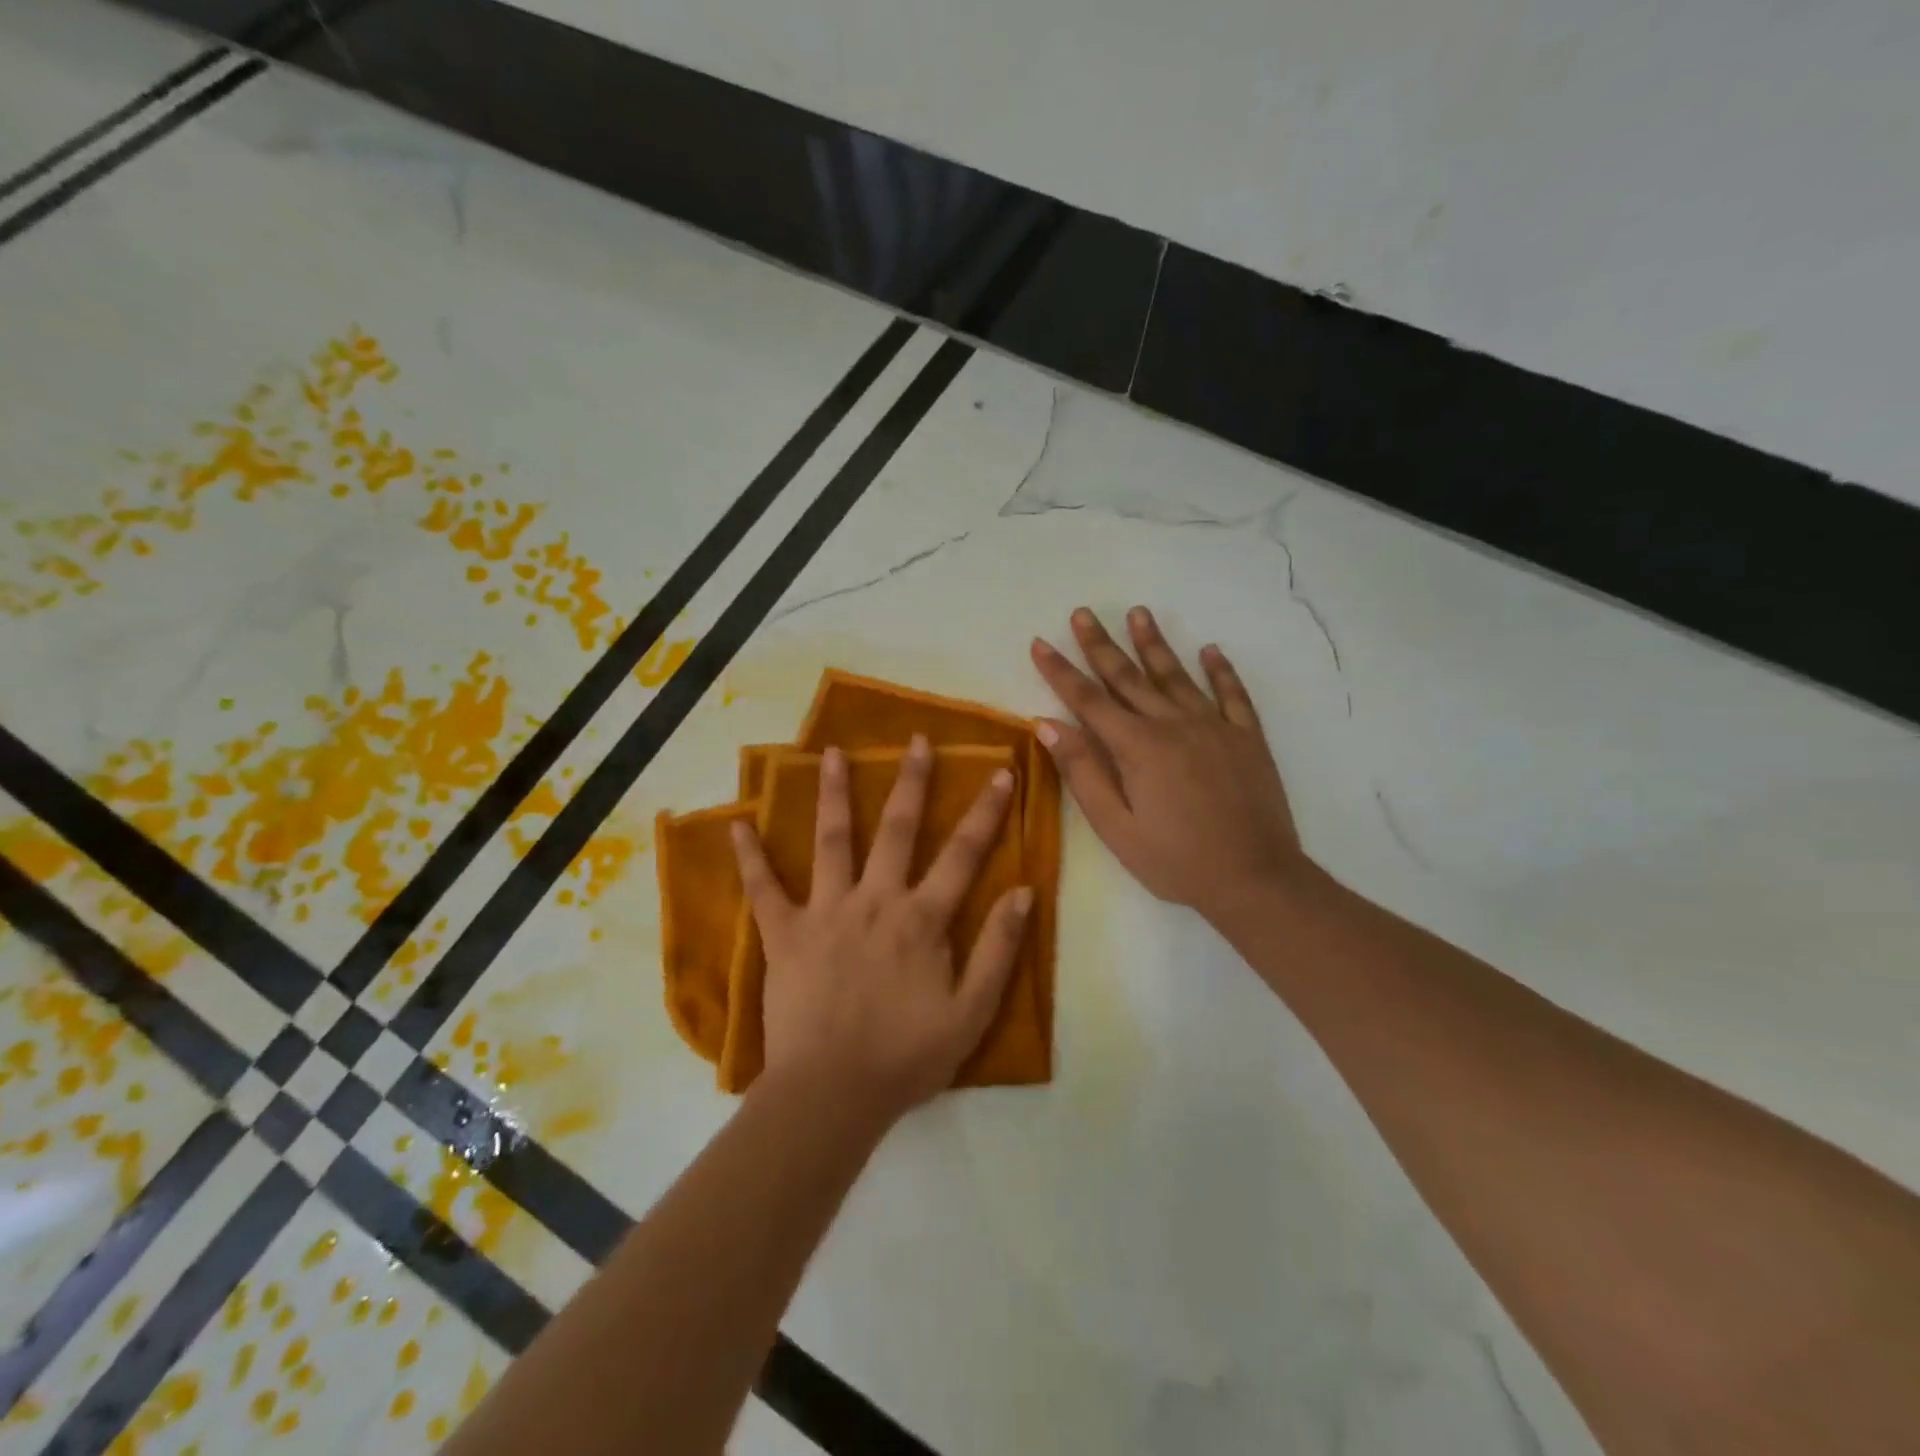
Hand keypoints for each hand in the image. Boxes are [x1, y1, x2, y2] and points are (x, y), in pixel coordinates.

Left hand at [730, 738, 1033, 1120]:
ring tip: (832, 753)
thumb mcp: (972, 1012)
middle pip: (897, 829)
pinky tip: (737, 824)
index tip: (1001, 771)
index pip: (963, 854)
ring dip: (834, 794)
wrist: (833, 1094)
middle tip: (916, 740)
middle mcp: (875, 900)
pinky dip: (750, 857)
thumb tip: (1024, 891)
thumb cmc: (906, 1056)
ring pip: (832, 840)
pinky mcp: (784, 933)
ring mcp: (826, 911)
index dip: (986, 811)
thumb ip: (998, 949)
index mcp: (921, 919)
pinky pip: (763, 889)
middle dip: (911, 781)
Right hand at [1031, 607, 1306, 925]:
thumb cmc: (1176, 860)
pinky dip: (1221, 671)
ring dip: (1155, 644)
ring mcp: (1215, 727)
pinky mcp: (1248, 738)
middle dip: (1101, 645)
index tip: (1040, 643)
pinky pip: (1233, 695)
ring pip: (1177, 676)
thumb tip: (1049, 724)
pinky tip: (1210, 651)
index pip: (1088, 700)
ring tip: (1138, 613)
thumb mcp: (1116, 827)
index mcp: (1137, 746)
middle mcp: (1174, 724)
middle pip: (1130, 677)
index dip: (1061, 671)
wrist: (1255, 878)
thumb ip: (1084, 772)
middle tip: (1083, 613)